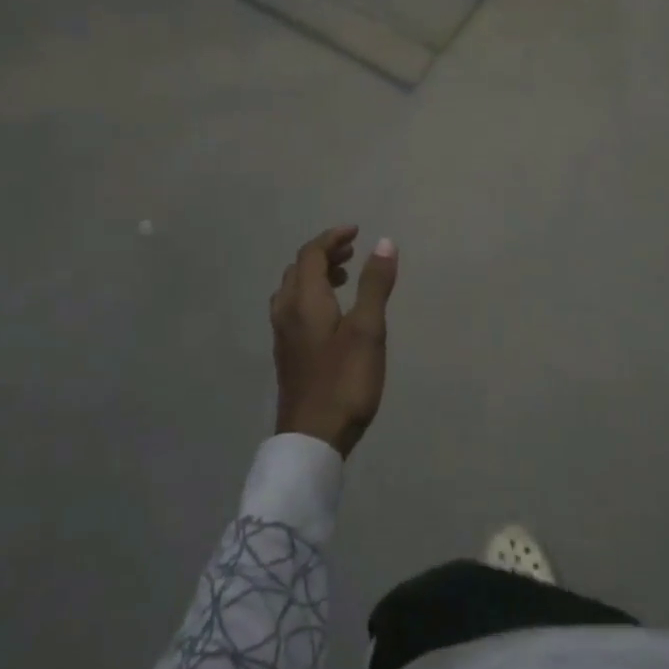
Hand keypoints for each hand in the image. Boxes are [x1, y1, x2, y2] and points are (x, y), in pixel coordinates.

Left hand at [271, 225, 398, 456]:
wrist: (313, 437)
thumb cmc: (345, 380)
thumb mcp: (368, 330)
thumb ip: (375, 285)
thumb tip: (384, 242)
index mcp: (304, 301)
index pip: (311, 254)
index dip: (333, 238)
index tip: (358, 231)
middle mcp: (287, 312)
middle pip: (298, 269)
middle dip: (324, 254)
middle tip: (353, 251)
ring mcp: (284, 335)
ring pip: (294, 290)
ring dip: (317, 274)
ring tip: (345, 277)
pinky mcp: (288, 354)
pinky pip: (295, 308)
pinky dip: (313, 295)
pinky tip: (333, 312)